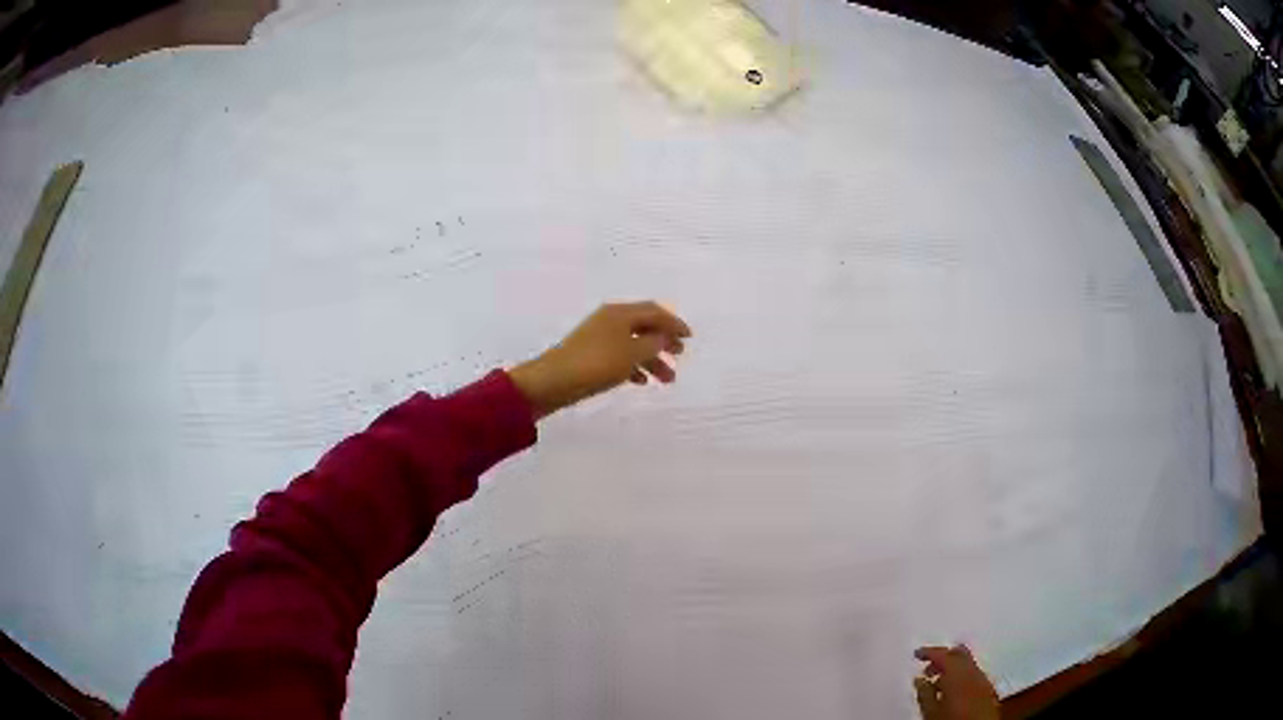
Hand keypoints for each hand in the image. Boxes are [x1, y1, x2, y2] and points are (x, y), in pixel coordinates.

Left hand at [508, 301, 691, 418]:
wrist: (553, 381)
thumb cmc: (596, 363)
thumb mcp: (632, 353)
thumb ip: (654, 343)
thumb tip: (665, 336)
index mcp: (621, 313)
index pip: (655, 311)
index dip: (674, 323)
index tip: (689, 338)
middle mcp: (610, 320)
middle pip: (645, 326)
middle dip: (664, 341)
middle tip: (679, 356)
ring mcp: (599, 337)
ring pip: (633, 344)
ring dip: (652, 359)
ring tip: (666, 381)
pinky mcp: (591, 355)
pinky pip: (620, 356)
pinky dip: (634, 366)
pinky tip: (641, 382)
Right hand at [914, 645, 1000, 719]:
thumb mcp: (930, 710)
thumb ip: (924, 693)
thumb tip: (919, 681)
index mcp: (958, 672)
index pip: (943, 654)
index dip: (929, 652)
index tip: (919, 653)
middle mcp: (973, 672)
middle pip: (959, 654)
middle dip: (943, 656)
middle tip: (929, 664)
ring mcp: (983, 679)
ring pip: (967, 664)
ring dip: (952, 667)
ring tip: (937, 680)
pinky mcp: (987, 689)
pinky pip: (974, 674)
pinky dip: (962, 676)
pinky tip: (952, 689)